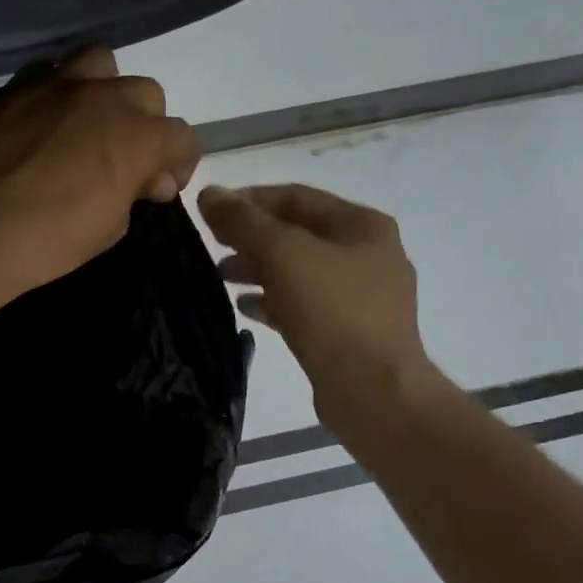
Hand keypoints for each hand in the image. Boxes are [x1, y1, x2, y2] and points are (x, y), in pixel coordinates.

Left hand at [0, 45, 198, 297]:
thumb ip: (134, 191)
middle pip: (145, 94)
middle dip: (143, 126)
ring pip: (100, 62)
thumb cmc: (48, 241)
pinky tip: (43, 122)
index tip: (160, 187)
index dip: (178, 164)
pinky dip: (57, 93)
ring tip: (87, 122)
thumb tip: (145, 178)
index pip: (181, 137)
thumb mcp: (109, 228)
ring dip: (105, 89)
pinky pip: (48, 74)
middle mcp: (102, 96)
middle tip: (123, 160)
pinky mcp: (13, 88)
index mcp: (136, 136)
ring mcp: (54, 84)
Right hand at [198, 183, 446, 436]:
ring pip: (299, 271)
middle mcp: (369, 255)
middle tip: (212, 243)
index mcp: (362, 225)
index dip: (251, 199)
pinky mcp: (350, 333)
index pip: (297, 197)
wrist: (372, 390)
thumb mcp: (282, 254)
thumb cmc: (332, 310)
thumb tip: (209, 193)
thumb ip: (243, 221)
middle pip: (299, 233)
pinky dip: (273, 300)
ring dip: (259, 269)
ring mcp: (363, 297)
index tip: (211, 210)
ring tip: (221, 276)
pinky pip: (304, 306)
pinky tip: (244, 307)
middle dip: (252, 236)